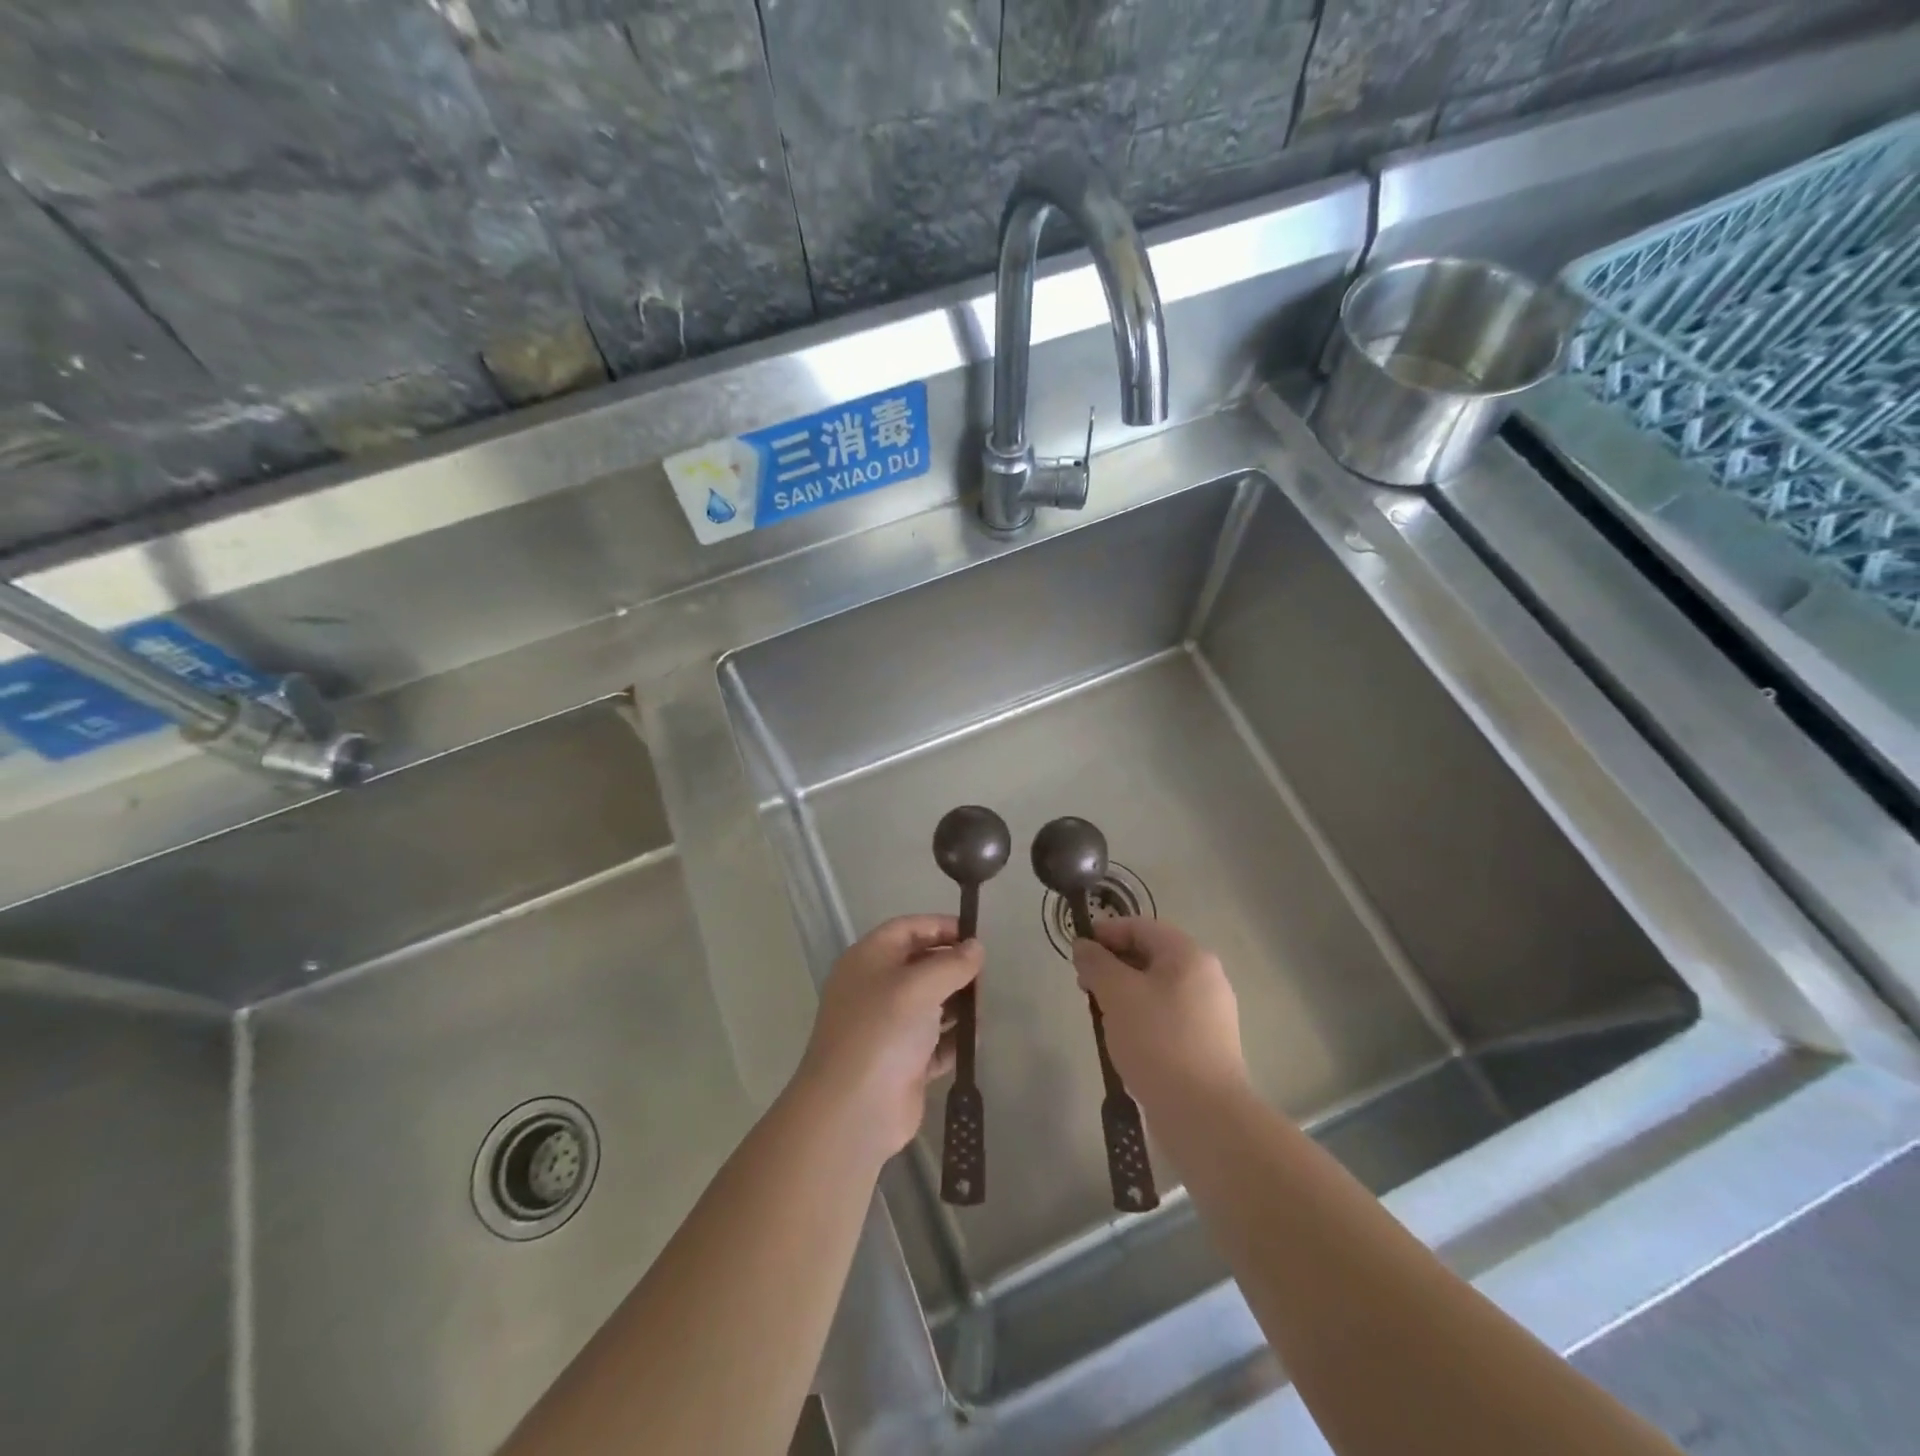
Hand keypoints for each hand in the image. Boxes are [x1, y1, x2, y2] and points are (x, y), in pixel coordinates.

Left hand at [797, 915, 982, 1162]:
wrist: (853, 1110)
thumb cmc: (882, 1031)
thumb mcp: (919, 986)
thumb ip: (952, 963)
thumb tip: (976, 948)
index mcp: (868, 960)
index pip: (907, 929)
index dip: (940, 926)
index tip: (975, 935)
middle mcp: (876, 989)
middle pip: (921, 965)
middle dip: (953, 968)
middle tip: (983, 978)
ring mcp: (889, 1028)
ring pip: (931, 1004)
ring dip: (958, 1004)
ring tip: (982, 1010)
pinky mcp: (904, 1063)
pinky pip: (935, 1042)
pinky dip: (954, 1039)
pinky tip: (974, 1040)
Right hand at [1074, 918, 1247, 1116]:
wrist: (1203, 1113)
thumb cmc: (1157, 1040)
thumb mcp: (1117, 994)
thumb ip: (1096, 963)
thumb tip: (1084, 946)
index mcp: (1189, 955)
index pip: (1140, 927)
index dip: (1105, 933)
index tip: (1076, 952)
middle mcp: (1205, 976)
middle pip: (1150, 956)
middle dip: (1112, 966)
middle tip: (1084, 986)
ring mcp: (1209, 1012)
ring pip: (1156, 988)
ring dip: (1124, 994)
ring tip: (1100, 1016)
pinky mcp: (1206, 1043)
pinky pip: (1166, 1015)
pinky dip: (1141, 1017)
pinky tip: (1123, 1040)